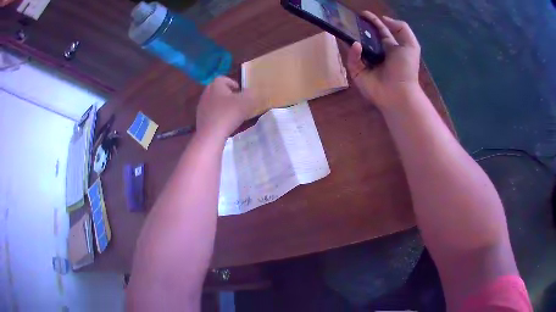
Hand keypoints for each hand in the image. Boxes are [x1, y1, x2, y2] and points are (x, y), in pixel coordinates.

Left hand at [196, 76, 256, 139]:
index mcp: (216, 85)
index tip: (241, 93)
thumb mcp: (247, 101)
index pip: (224, 79)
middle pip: (219, 90)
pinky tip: (225, 124)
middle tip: (239, 102)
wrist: (211, 135)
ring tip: (233, 114)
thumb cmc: (229, 114)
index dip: (234, 84)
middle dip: (229, 95)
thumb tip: (252, 92)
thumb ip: (252, 94)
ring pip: (214, 102)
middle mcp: (206, 93)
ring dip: (223, 106)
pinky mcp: (200, 119)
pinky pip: (211, 113)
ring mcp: (201, 106)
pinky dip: (218, 116)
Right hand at [348, 12, 420, 108]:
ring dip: (351, 37)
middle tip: (349, 19)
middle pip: (365, 37)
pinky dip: (353, 52)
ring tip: (345, 28)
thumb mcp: (411, 45)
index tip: (363, 13)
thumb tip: (384, 18)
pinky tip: (356, 46)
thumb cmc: (406, 69)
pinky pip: (352, 59)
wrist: (399, 92)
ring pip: (355, 47)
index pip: (379, 31)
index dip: (372, 21)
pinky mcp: (357, 72)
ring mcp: (366, 63)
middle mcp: (377, 53)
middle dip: (358, 28)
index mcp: (390, 47)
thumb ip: (401, 28)